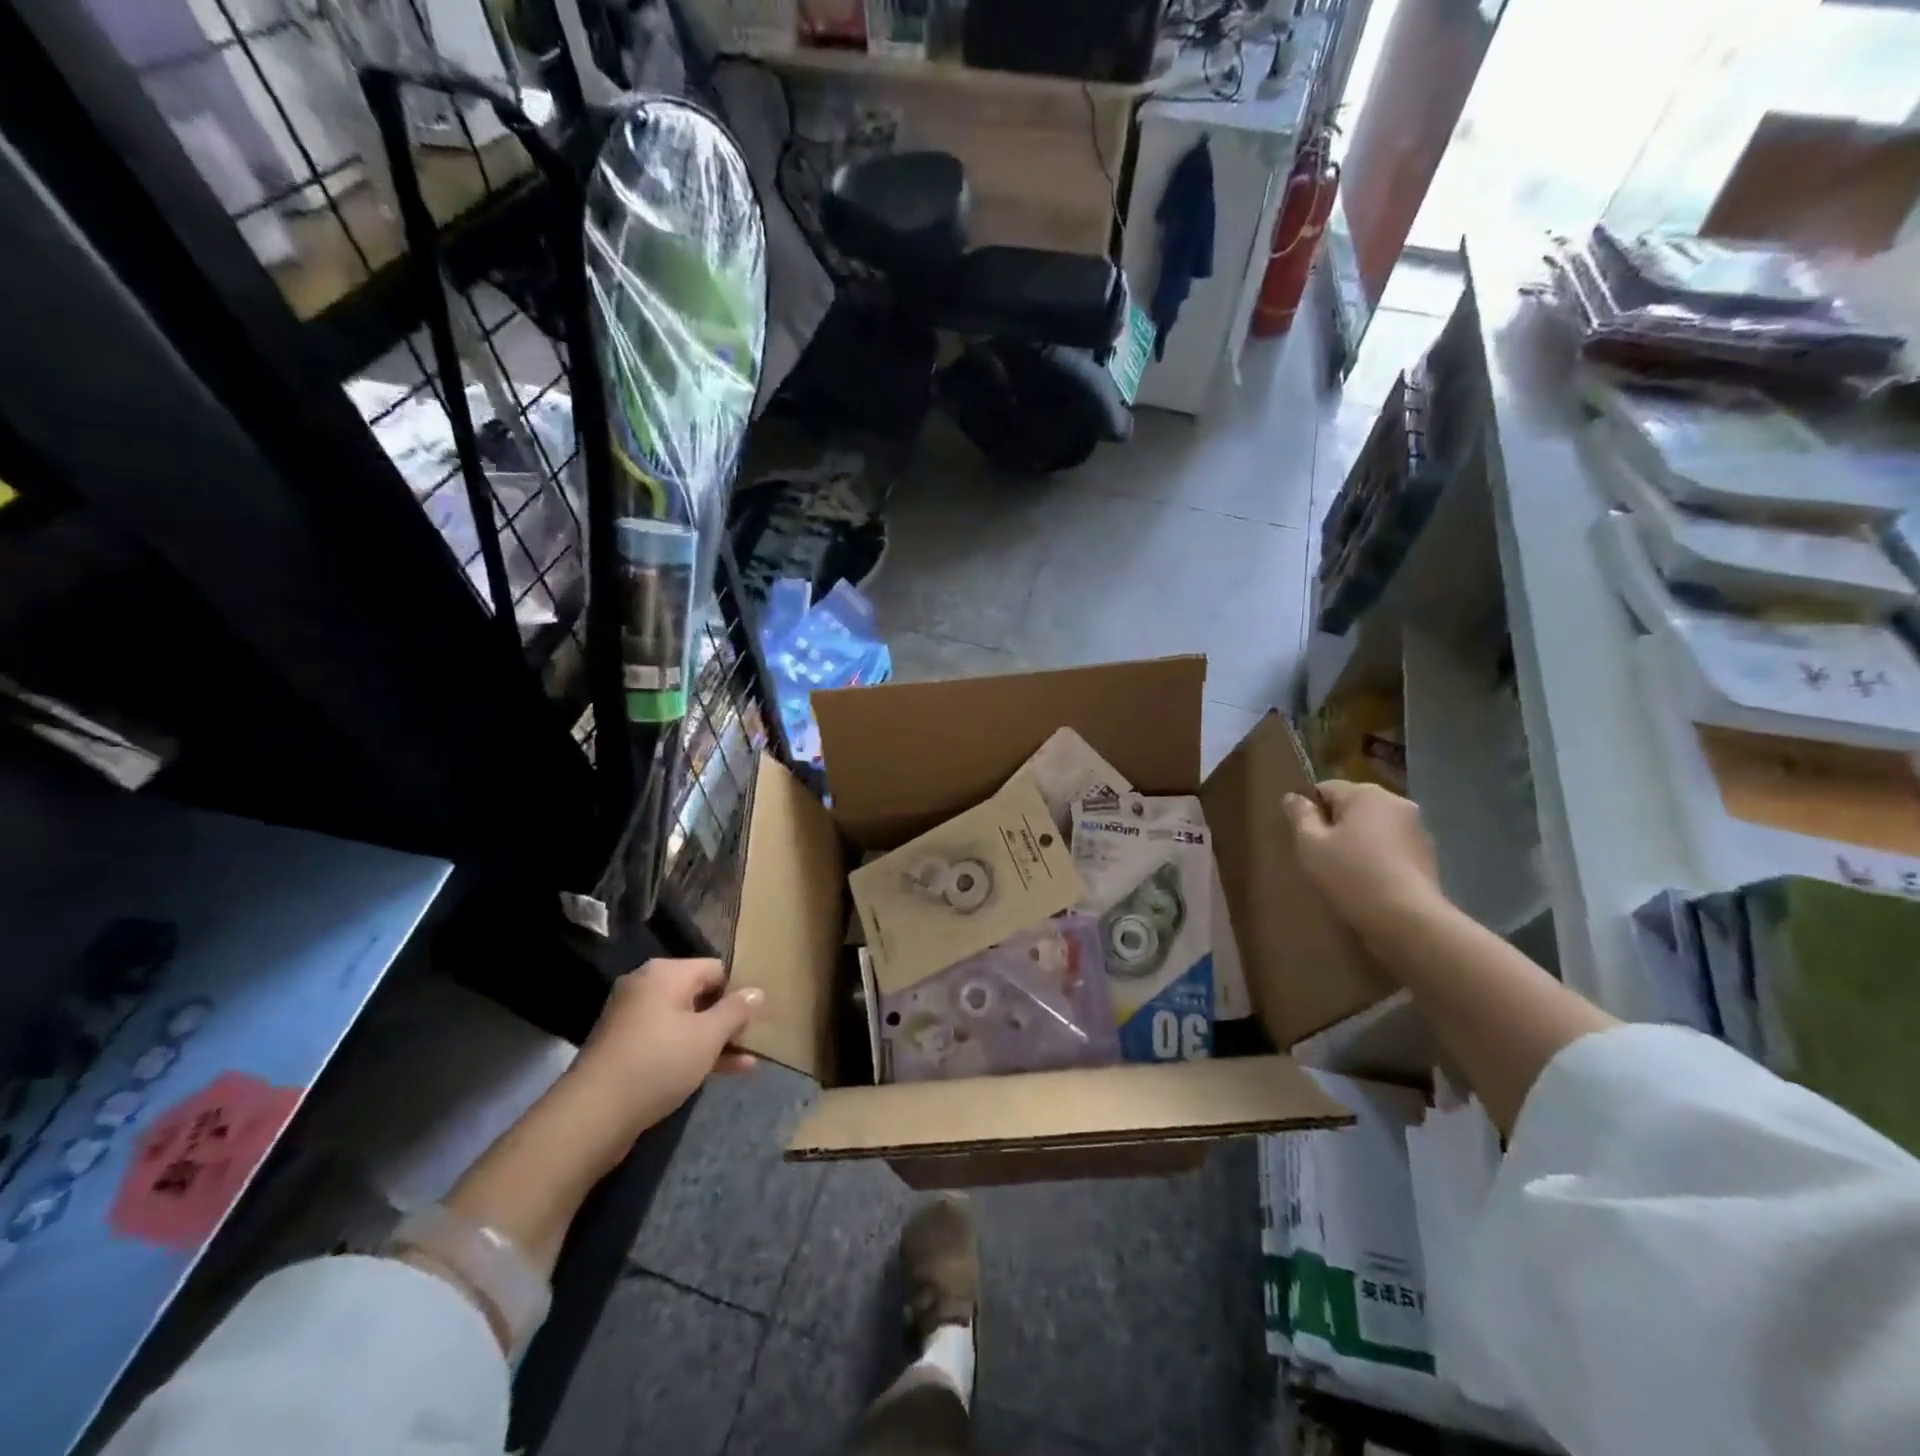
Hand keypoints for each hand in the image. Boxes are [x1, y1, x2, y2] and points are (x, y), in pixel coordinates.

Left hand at [438, 960, 762, 1288]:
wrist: (592, 1115)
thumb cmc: (657, 1062)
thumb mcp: (707, 1036)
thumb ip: (736, 1011)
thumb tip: (758, 991)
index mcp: (666, 973)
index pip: (716, 968)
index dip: (739, 990)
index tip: (758, 1016)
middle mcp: (646, 987)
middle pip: (700, 994)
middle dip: (728, 1018)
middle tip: (755, 1038)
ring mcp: (632, 1019)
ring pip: (686, 1021)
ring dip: (715, 1039)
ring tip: (748, 1062)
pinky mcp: (625, 1049)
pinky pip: (668, 1041)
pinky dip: (692, 1052)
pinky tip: (722, 1072)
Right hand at [1281, 780, 1447, 945]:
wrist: (1407, 920)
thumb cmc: (1351, 875)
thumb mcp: (1310, 844)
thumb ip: (1300, 815)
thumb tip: (1293, 796)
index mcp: (1366, 794)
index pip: (1326, 788)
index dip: (1310, 810)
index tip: (1303, 837)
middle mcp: (1397, 802)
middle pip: (1353, 806)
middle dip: (1336, 825)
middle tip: (1321, 855)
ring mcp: (1417, 829)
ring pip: (1374, 827)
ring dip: (1359, 841)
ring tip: (1347, 871)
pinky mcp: (1429, 855)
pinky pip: (1392, 847)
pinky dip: (1379, 857)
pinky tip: (1370, 882)